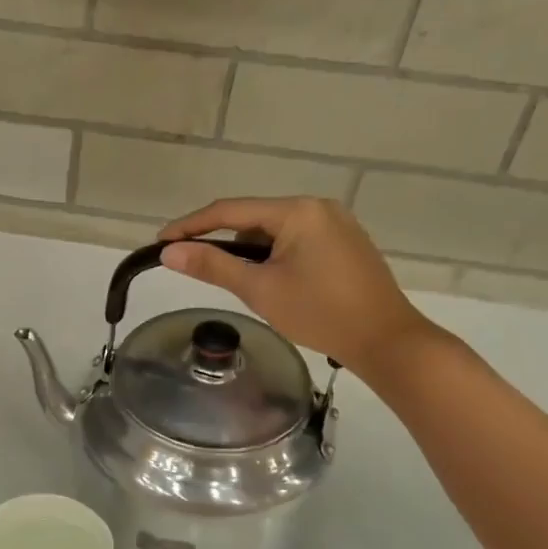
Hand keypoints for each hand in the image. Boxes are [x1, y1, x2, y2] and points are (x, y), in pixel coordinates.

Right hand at [159, 196, 438, 383]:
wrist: (386, 341)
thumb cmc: (320, 314)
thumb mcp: (260, 289)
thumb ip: (212, 266)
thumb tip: (169, 252)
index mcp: (297, 211)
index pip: (230, 211)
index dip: (191, 226)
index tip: (160, 242)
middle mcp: (318, 207)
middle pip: (253, 218)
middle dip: (218, 238)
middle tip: (188, 260)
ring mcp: (336, 225)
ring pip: (274, 231)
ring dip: (246, 249)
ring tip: (223, 273)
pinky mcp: (345, 244)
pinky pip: (295, 241)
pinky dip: (271, 255)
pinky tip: (263, 277)